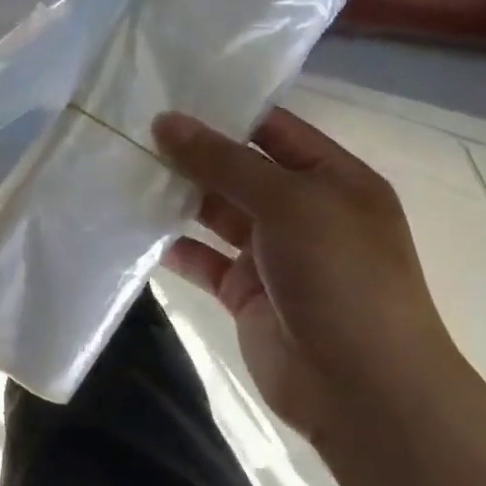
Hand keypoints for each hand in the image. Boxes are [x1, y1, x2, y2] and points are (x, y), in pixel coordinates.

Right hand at [152, 108, 467, 447]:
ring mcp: (273, 254)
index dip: (224, 112)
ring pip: (215, 212)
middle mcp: (304, 211)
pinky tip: (134, 227)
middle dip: (191, 153)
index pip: (274, 129)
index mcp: (333, 180)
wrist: (362, 390)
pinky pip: (202, 258)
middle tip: (131, 129)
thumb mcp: (287, 203)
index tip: (167, 95)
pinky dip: (173, 245)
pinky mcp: (245, 292)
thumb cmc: (340, 277)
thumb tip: (166, 121)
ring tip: (124, 170)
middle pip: (238, 170)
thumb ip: (223, 161)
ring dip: (176, 196)